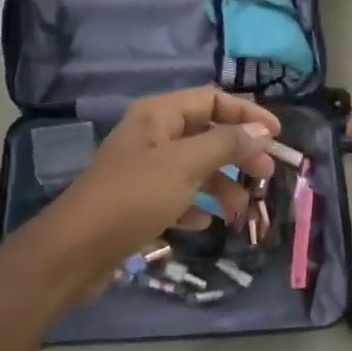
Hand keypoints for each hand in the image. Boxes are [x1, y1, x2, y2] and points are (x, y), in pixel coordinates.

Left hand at [41, 88, 278, 285]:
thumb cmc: (133, 197)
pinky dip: (195, 206)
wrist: (75, 251)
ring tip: (239, 211)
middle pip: (206, 134)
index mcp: (158, 116)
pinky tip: (204, 223)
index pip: (211, 99)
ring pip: (194, 168)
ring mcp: (143, 169)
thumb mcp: (185, 166)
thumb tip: (262, 130)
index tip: (276, 137)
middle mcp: (151, 136)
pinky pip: (177, 196)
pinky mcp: (137, 202)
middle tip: (265, 176)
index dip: (246, 113)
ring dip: (221, 185)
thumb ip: (226, 144)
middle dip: (237, 153)